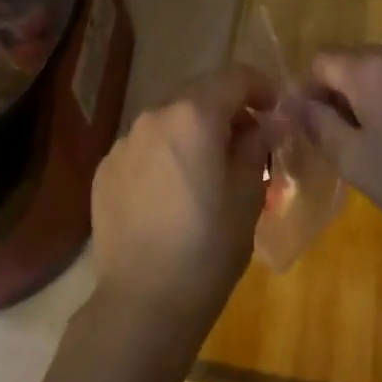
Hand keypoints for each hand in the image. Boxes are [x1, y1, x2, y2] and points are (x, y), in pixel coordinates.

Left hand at [89, 64, 275, 337]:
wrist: (142, 305)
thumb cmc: (208, 248)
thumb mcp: (248, 195)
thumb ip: (258, 145)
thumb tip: (269, 122)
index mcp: (194, 114)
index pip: (235, 77)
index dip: (261, 86)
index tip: (276, 110)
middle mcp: (154, 115)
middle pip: (199, 93)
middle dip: (227, 109)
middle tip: (247, 142)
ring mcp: (124, 141)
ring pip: (169, 119)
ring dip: (194, 131)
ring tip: (209, 169)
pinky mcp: (106, 168)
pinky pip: (145, 146)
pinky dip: (166, 153)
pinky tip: (173, 192)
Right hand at [293, 45, 381, 258]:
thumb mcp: (355, 162)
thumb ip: (318, 125)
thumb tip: (295, 103)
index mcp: (370, 68)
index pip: (322, 60)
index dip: (311, 91)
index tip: (318, 127)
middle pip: (356, 60)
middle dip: (345, 92)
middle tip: (352, 138)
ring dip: (378, 93)